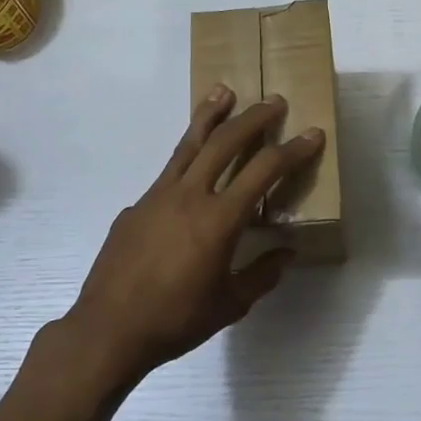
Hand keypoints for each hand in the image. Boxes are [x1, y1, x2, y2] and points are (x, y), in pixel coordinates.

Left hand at [59, 85, 325, 390]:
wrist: (109, 330)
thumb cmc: (176, 320)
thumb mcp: (231, 304)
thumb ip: (262, 274)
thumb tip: (286, 252)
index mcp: (219, 219)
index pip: (264, 171)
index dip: (292, 150)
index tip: (312, 134)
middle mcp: (189, 196)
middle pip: (225, 142)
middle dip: (253, 118)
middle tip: (274, 101)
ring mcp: (157, 196)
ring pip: (188, 145)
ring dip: (210, 116)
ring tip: (224, 91)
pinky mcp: (135, 206)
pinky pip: (167, 173)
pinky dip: (186, 157)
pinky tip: (192, 170)